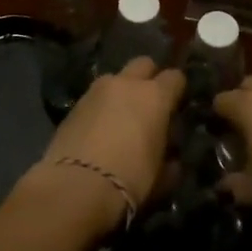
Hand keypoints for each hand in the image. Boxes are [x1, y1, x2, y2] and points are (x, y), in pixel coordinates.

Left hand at [31, 58, 183, 228]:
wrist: (76, 186)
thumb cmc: (130, 179)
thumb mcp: (161, 176)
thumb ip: (169, 160)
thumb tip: (171, 160)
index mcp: (155, 96)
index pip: (175, 77)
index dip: (177, 90)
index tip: (176, 106)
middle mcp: (127, 84)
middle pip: (144, 64)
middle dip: (148, 78)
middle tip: (148, 104)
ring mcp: (96, 90)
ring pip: (115, 78)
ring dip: (121, 91)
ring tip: (119, 118)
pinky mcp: (74, 104)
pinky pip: (94, 97)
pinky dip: (100, 107)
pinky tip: (98, 130)